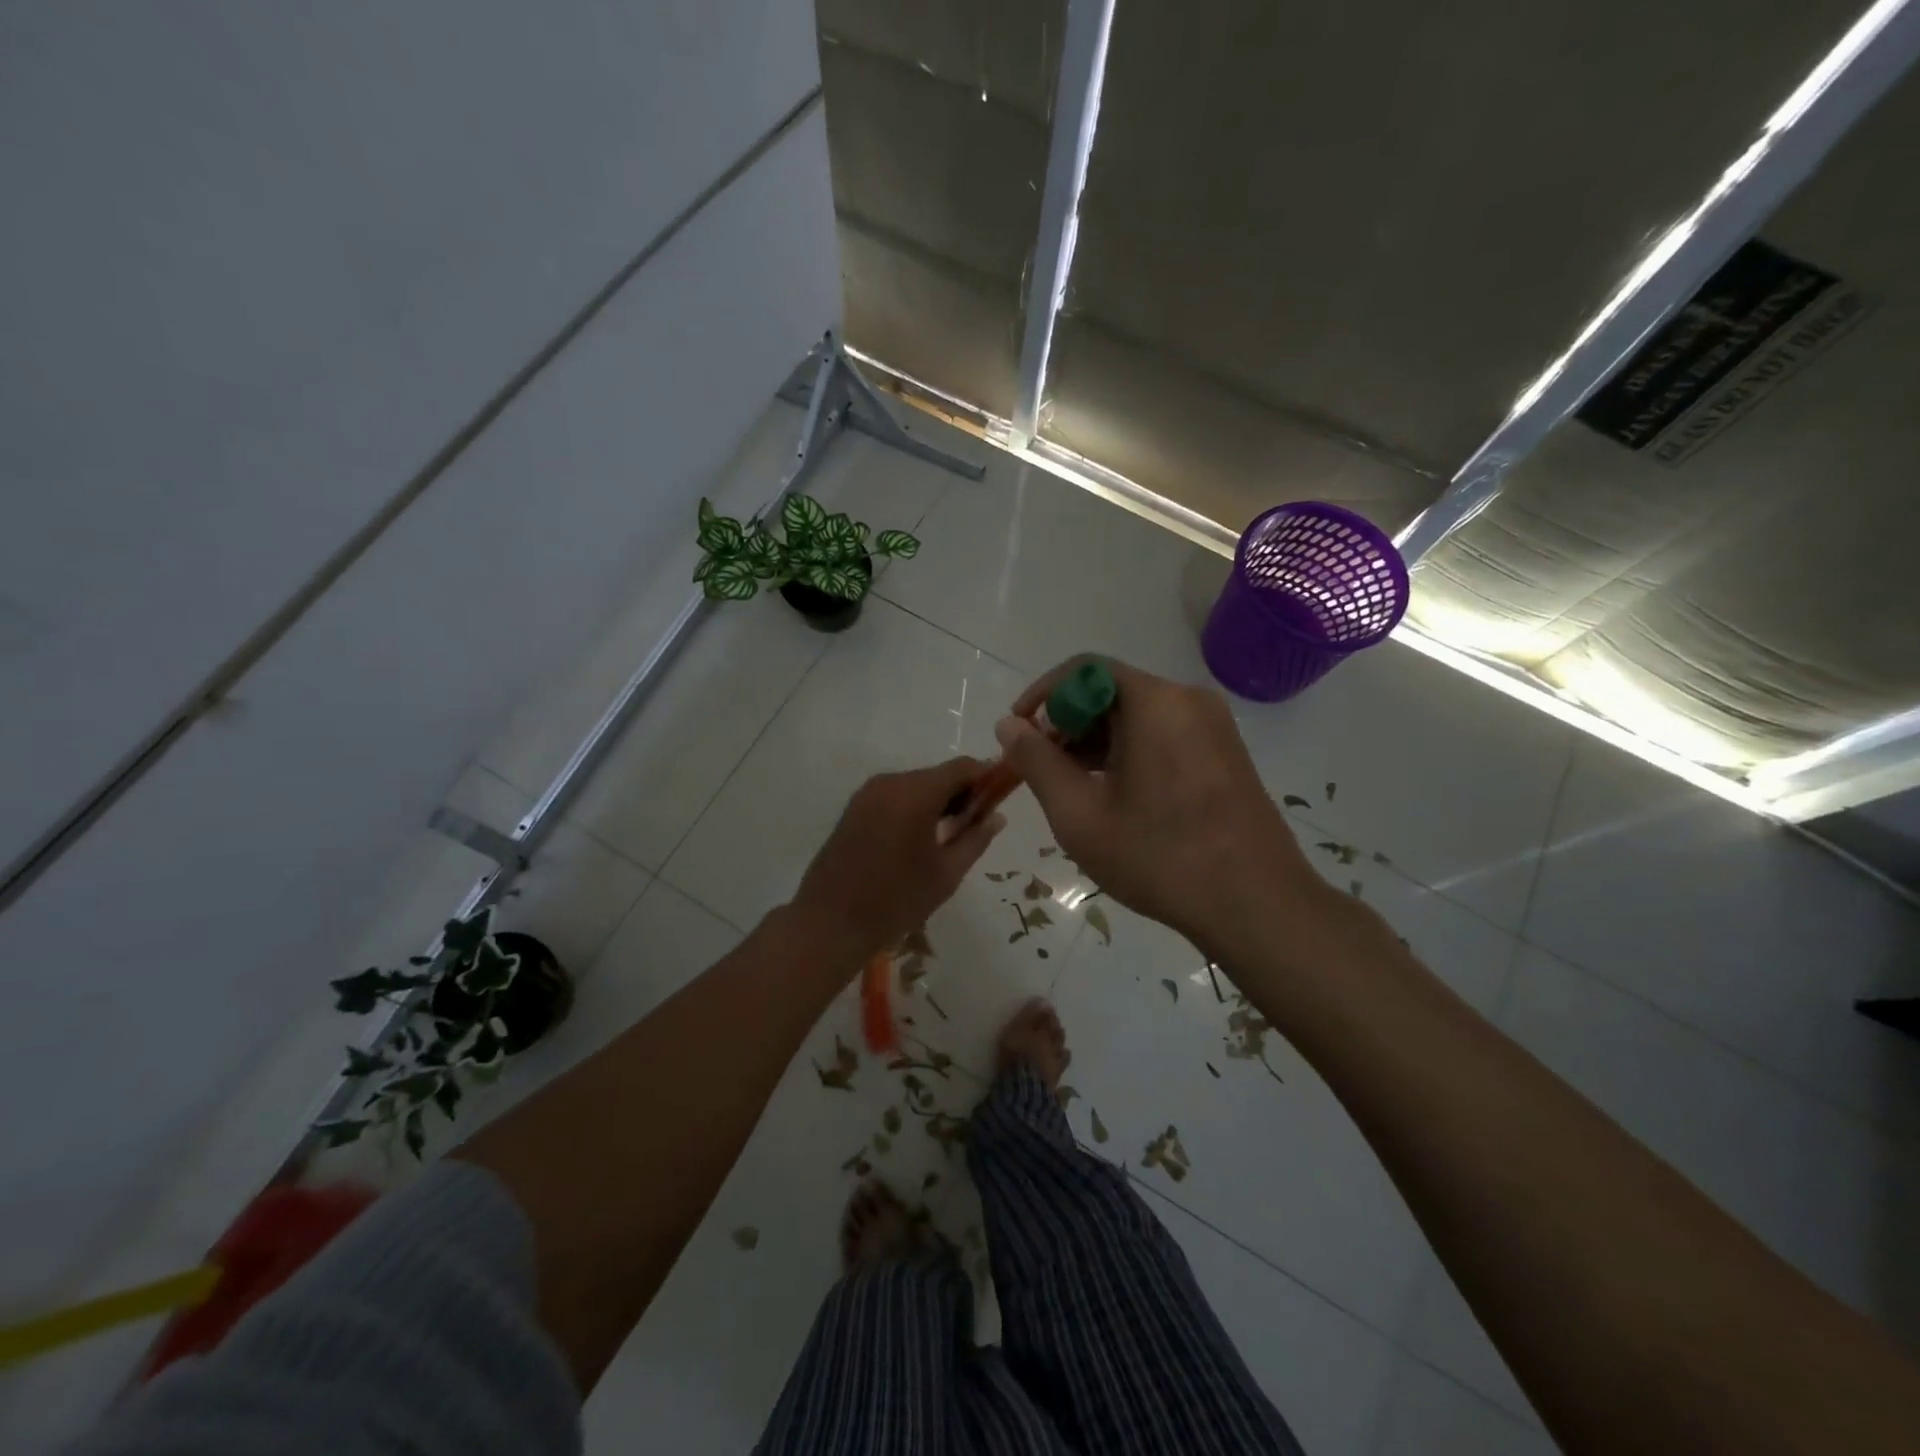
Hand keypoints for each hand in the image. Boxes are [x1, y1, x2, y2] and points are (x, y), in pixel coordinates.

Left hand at [790, 758, 1006, 963]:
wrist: (830, 922)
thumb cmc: (896, 900)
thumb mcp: (946, 873)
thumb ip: (975, 839)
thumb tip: (997, 816)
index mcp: (916, 793)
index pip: (962, 768)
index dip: (986, 778)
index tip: (1000, 798)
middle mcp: (890, 782)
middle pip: (938, 775)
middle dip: (962, 793)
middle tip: (976, 826)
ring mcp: (867, 793)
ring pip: (916, 785)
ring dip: (937, 801)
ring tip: (949, 836)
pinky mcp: (854, 807)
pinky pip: (895, 796)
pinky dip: (913, 807)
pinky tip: (919, 839)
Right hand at [997, 657, 1326, 956]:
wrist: (1256, 905)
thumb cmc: (1158, 856)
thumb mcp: (1079, 813)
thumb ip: (1037, 762)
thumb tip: (1008, 725)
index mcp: (1155, 702)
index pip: (1084, 669)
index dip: (1043, 695)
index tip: (1019, 733)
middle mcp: (1188, 699)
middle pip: (1112, 691)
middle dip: (1068, 723)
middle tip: (1042, 769)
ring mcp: (1214, 726)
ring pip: (1139, 715)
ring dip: (1097, 741)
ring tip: (1073, 788)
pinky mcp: (1226, 753)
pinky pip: (1165, 734)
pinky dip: (1130, 752)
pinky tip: (1116, 795)